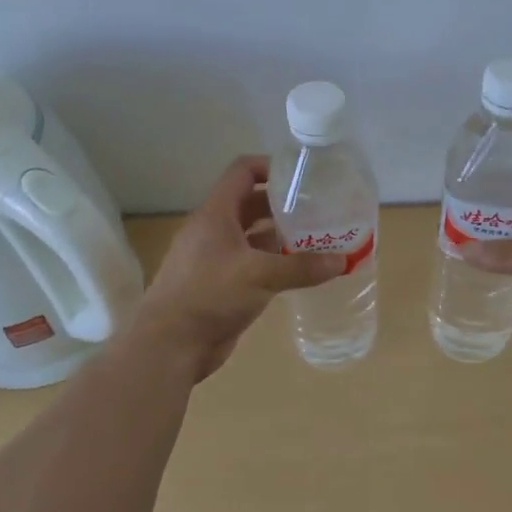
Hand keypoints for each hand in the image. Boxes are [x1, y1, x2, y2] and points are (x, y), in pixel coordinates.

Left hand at [134, 155, 345, 380]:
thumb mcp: (260, 276)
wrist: (170, 345)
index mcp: (216, 214)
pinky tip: (299, 272)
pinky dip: (274, 264)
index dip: (271, 167)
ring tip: (317, 240)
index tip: (303, 177)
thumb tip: (342, 261)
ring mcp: (216, 259)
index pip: (242, 172)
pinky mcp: (221, 285)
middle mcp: (214, 231)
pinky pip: (252, 264)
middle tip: (319, 211)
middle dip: (284, 206)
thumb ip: (301, 267)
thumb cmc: (209, 295)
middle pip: (251, 204)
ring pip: (253, 237)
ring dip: (281, 237)